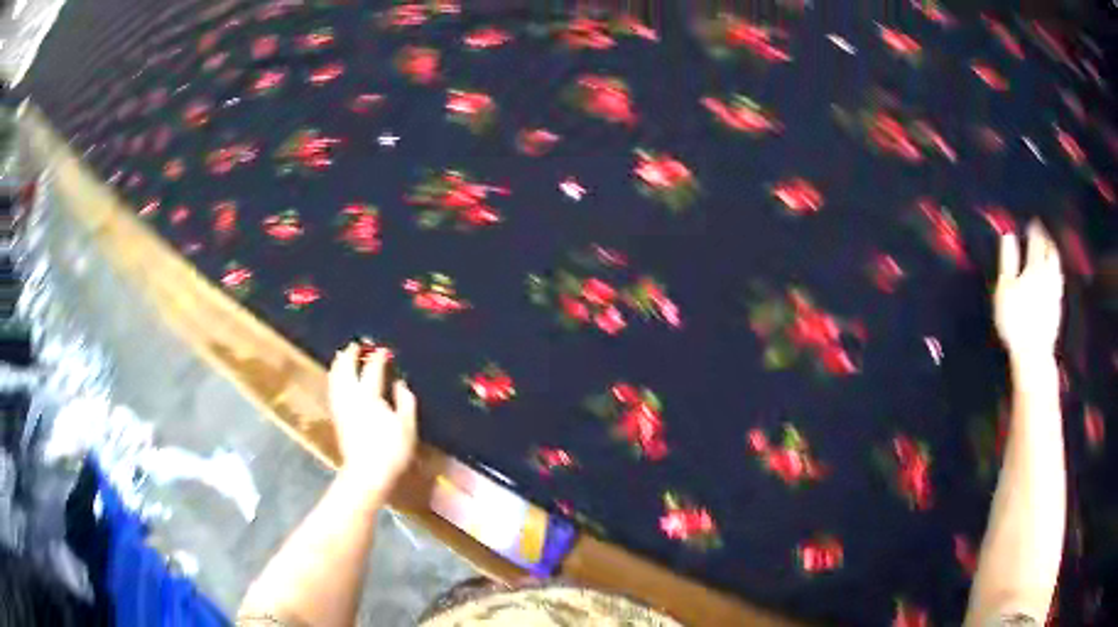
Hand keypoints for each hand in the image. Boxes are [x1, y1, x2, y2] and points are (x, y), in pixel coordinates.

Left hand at [328, 342, 417, 495]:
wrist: (367, 474)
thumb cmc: (392, 451)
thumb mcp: (407, 426)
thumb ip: (405, 400)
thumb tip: (400, 382)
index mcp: (370, 395)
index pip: (373, 369)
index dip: (378, 357)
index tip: (383, 350)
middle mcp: (351, 396)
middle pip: (347, 369)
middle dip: (351, 355)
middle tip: (356, 345)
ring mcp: (341, 407)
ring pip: (336, 379)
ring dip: (339, 365)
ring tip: (341, 355)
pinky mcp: (337, 417)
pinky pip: (333, 390)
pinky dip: (334, 379)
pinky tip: (336, 380)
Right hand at [994, 221, 1063, 365]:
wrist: (1033, 353)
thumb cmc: (1015, 319)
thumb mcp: (1005, 288)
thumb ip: (1008, 260)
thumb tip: (1008, 235)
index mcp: (1035, 266)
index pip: (1037, 241)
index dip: (1034, 230)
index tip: (1032, 222)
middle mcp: (1049, 275)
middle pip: (1051, 252)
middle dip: (1047, 240)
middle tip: (1043, 233)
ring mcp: (1055, 292)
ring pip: (1057, 267)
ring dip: (1054, 256)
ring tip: (1050, 251)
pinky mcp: (1057, 307)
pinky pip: (1059, 282)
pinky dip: (1056, 273)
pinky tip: (1054, 277)